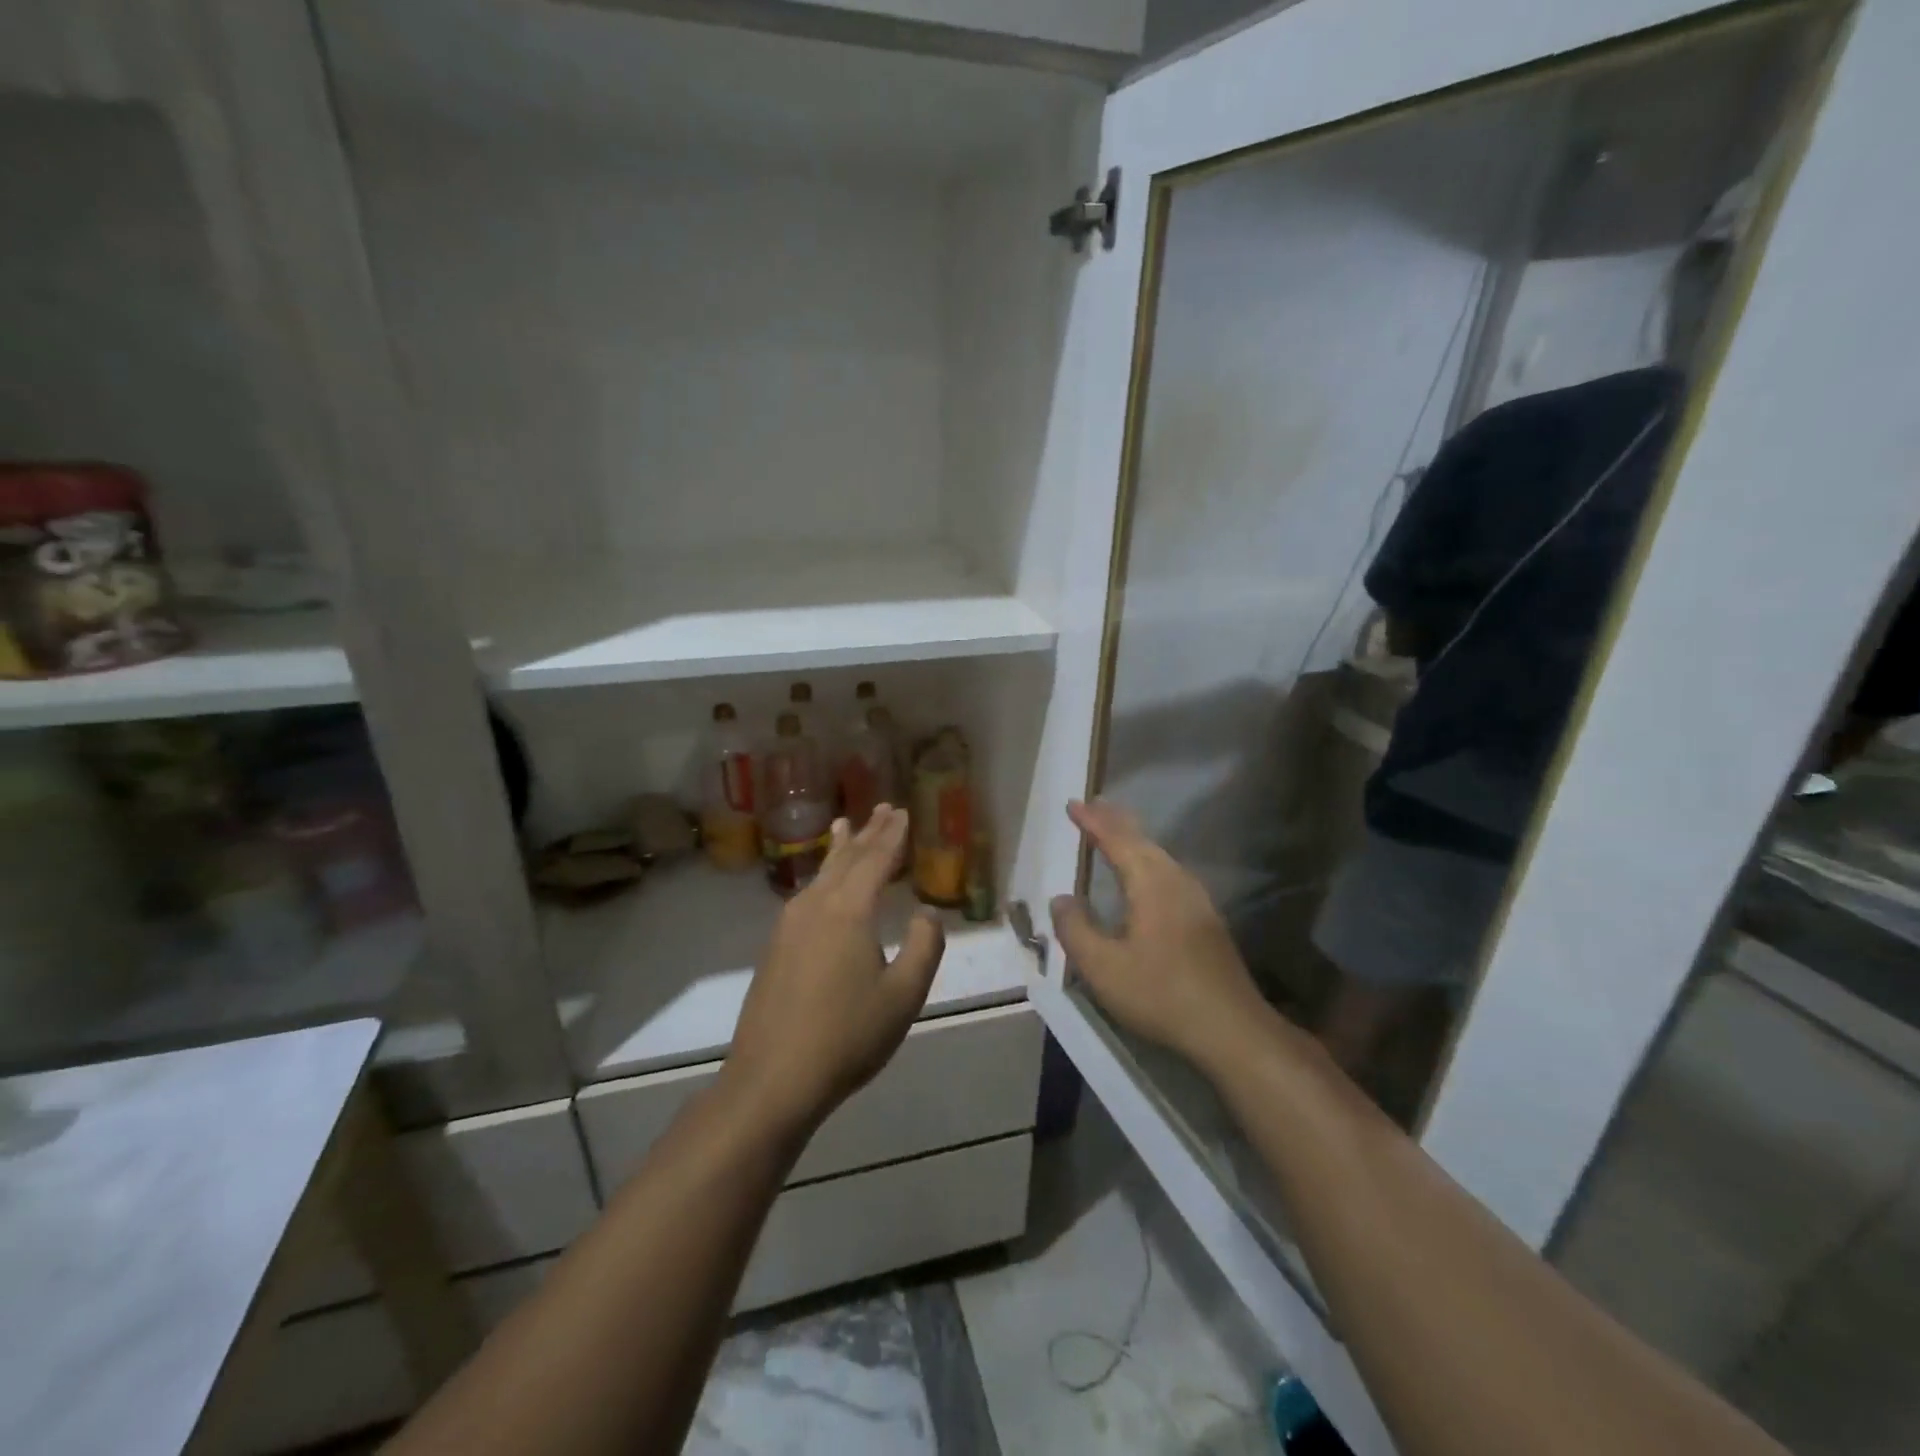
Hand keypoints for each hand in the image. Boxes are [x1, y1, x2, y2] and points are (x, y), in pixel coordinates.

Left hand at [725, 804, 945, 1131]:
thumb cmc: (846, 1036)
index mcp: (849, 911)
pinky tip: (822, 883)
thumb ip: (922, 947)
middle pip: (847, 859)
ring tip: (846, 826)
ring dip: (840, 849)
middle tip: (883, 808)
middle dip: (868, 832)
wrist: (772, 1079)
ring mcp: (789, 925)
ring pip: (822, 874)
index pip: (876, 860)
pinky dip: (823, 875)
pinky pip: (807, 894)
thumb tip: (926, 914)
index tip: (904, 812)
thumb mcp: (902, 996)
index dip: (893, 835)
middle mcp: (816, 906)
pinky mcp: (776, 947)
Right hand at [1050, 800, 1270, 1070]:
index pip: (1116, 839)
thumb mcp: (1102, 967)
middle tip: (1093, 806)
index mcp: (1150, 883)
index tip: (1072, 804)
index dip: (1093, 821)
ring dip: (1133, 839)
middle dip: (1115, 821)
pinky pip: (1168, 871)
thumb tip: (1060, 899)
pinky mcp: (1205, 918)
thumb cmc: (1160, 993)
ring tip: (1114, 830)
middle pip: (1142, 840)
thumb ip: (1075, 929)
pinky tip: (1145, 874)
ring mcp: (1195, 898)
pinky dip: (1147, 859)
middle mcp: (1175, 880)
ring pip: (1158, 855)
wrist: (1230, 1027)